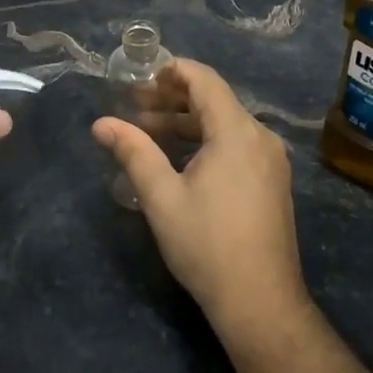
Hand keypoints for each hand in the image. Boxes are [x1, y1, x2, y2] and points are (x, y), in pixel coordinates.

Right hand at [92, 59, 306, 332]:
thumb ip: (133, 152)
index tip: (139, 77)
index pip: (205, 80)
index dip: (172, 71)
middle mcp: (260, 137)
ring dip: (187, 122)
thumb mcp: (161, 196)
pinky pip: (237, 144)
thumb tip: (101, 123)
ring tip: (147, 132)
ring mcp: (270, 161)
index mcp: (237, 132)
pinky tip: (178, 159)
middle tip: (134, 106)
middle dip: (172, 98)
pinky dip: (206, 141)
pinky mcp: (271, 181)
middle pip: (215, 100)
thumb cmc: (207, 244)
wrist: (260, 301)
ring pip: (225, 124)